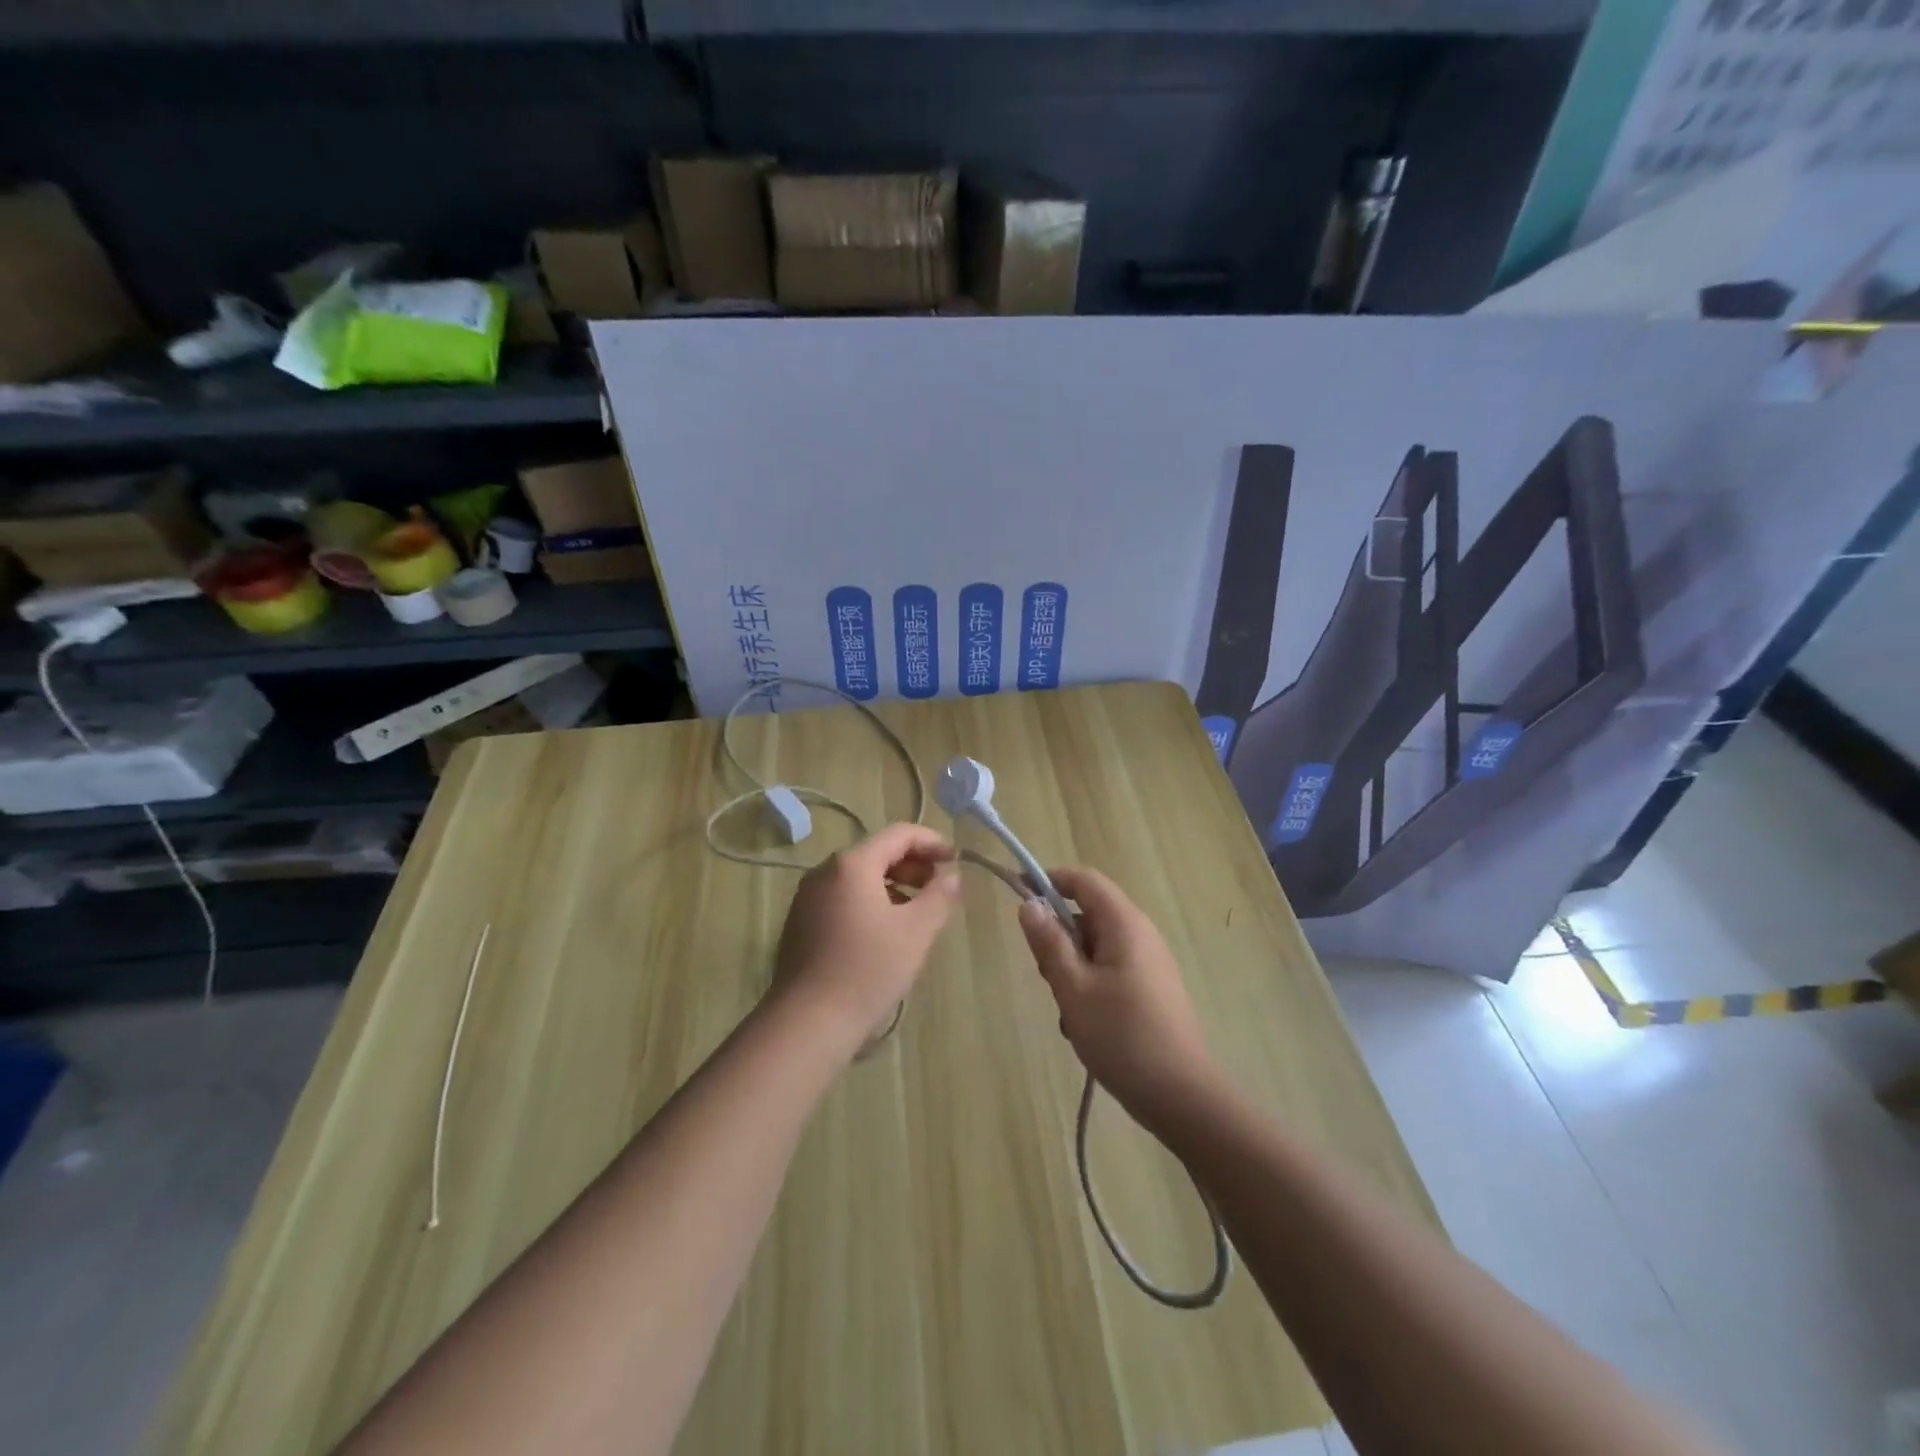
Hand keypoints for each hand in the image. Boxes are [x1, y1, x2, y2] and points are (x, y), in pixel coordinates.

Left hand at [773, 823, 960, 1054]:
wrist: (808, 1021)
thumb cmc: (868, 969)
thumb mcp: (916, 932)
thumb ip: (939, 896)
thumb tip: (950, 875)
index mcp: (852, 864)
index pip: (898, 834)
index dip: (931, 841)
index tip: (956, 858)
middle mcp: (824, 871)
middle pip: (876, 852)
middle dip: (913, 864)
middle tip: (939, 886)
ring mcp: (808, 896)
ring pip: (858, 876)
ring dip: (893, 883)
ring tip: (917, 910)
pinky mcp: (801, 922)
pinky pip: (842, 897)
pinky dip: (870, 901)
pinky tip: (885, 930)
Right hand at [1017, 867, 1218, 1124]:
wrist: (1180, 1094)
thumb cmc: (1121, 1035)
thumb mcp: (1073, 988)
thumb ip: (1049, 943)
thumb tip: (1029, 904)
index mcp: (1124, 924)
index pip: (1084, 880)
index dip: (1050, 880)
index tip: (1019, 893)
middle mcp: (1141, 934)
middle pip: (1089, 914)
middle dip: (1060, 938)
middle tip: (1047, 976)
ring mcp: (1149, 962)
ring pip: (1096, 947)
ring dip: (1072, 969)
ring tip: (1068, 1012)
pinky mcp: (1152, 988)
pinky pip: (1111, 970)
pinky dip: (1090, 987)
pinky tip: (1085, 1026)